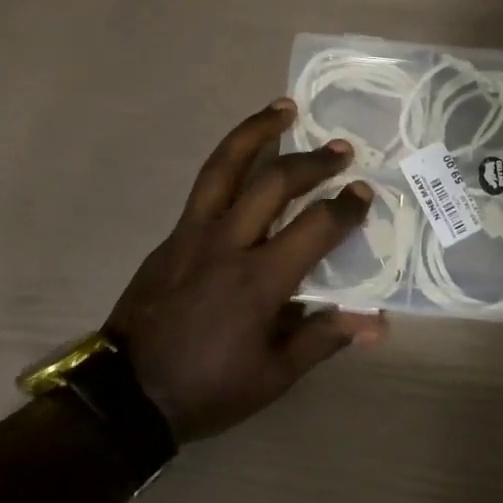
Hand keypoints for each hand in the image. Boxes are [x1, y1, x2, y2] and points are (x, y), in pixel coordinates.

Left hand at [107, 98, 383, 441]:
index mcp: (259, 280)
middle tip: (339, 149)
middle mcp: (227, 244)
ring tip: (282, 109)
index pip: (314, 227)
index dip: (345, 207)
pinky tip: (244, 161)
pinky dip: (229, 163)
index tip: (362, 193)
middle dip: (312, 161)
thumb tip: (376, 323)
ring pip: (224, 168)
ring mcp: (192, 234)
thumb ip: (324, 338)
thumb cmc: (209, 387)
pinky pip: (205, 187)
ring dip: (256, 132)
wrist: (126, 393)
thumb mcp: (274, 375)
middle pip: (273, 182)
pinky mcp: (170, 237)